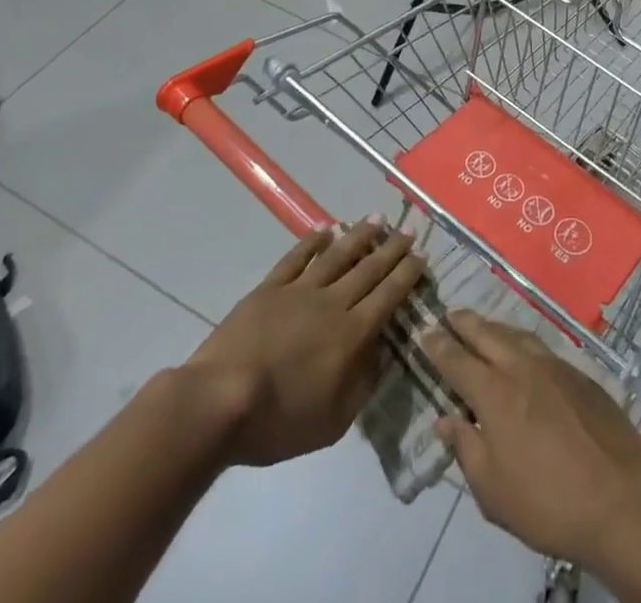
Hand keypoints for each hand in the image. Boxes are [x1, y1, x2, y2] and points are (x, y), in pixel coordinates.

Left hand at [183, 221, 423, 467]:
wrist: (219, 402)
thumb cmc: (278, 421)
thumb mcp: (333, 422)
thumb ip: (362, 385)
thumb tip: (382, 353)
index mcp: (352, 334)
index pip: (388, 296)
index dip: (406, 274)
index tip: (421, 255)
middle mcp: (332, 303)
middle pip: (369, 269)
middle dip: (392, 249)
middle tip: (409, 230)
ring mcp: (300, 291)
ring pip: (338, 255)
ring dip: (360, 235)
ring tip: (377, 218)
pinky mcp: (270, 288)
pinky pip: (297, 258)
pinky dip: (313, 241)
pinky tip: (326, 229)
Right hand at [422, 311, 640, 567]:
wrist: (619, 496)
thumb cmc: (547, 501)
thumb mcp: (493, 491)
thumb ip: (466, 449)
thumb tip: (445, 420)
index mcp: (495, 394)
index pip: (458, 361)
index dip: (438, 346)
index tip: (424, 331)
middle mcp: (522, 367)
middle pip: (487, 334)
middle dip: (464, 323)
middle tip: (449, 314)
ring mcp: (553, 365)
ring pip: (516, 334)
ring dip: (494, 327)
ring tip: (482, 326)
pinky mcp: (578, 373)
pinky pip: (540, 346)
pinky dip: (521, 341)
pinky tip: (522, 351)